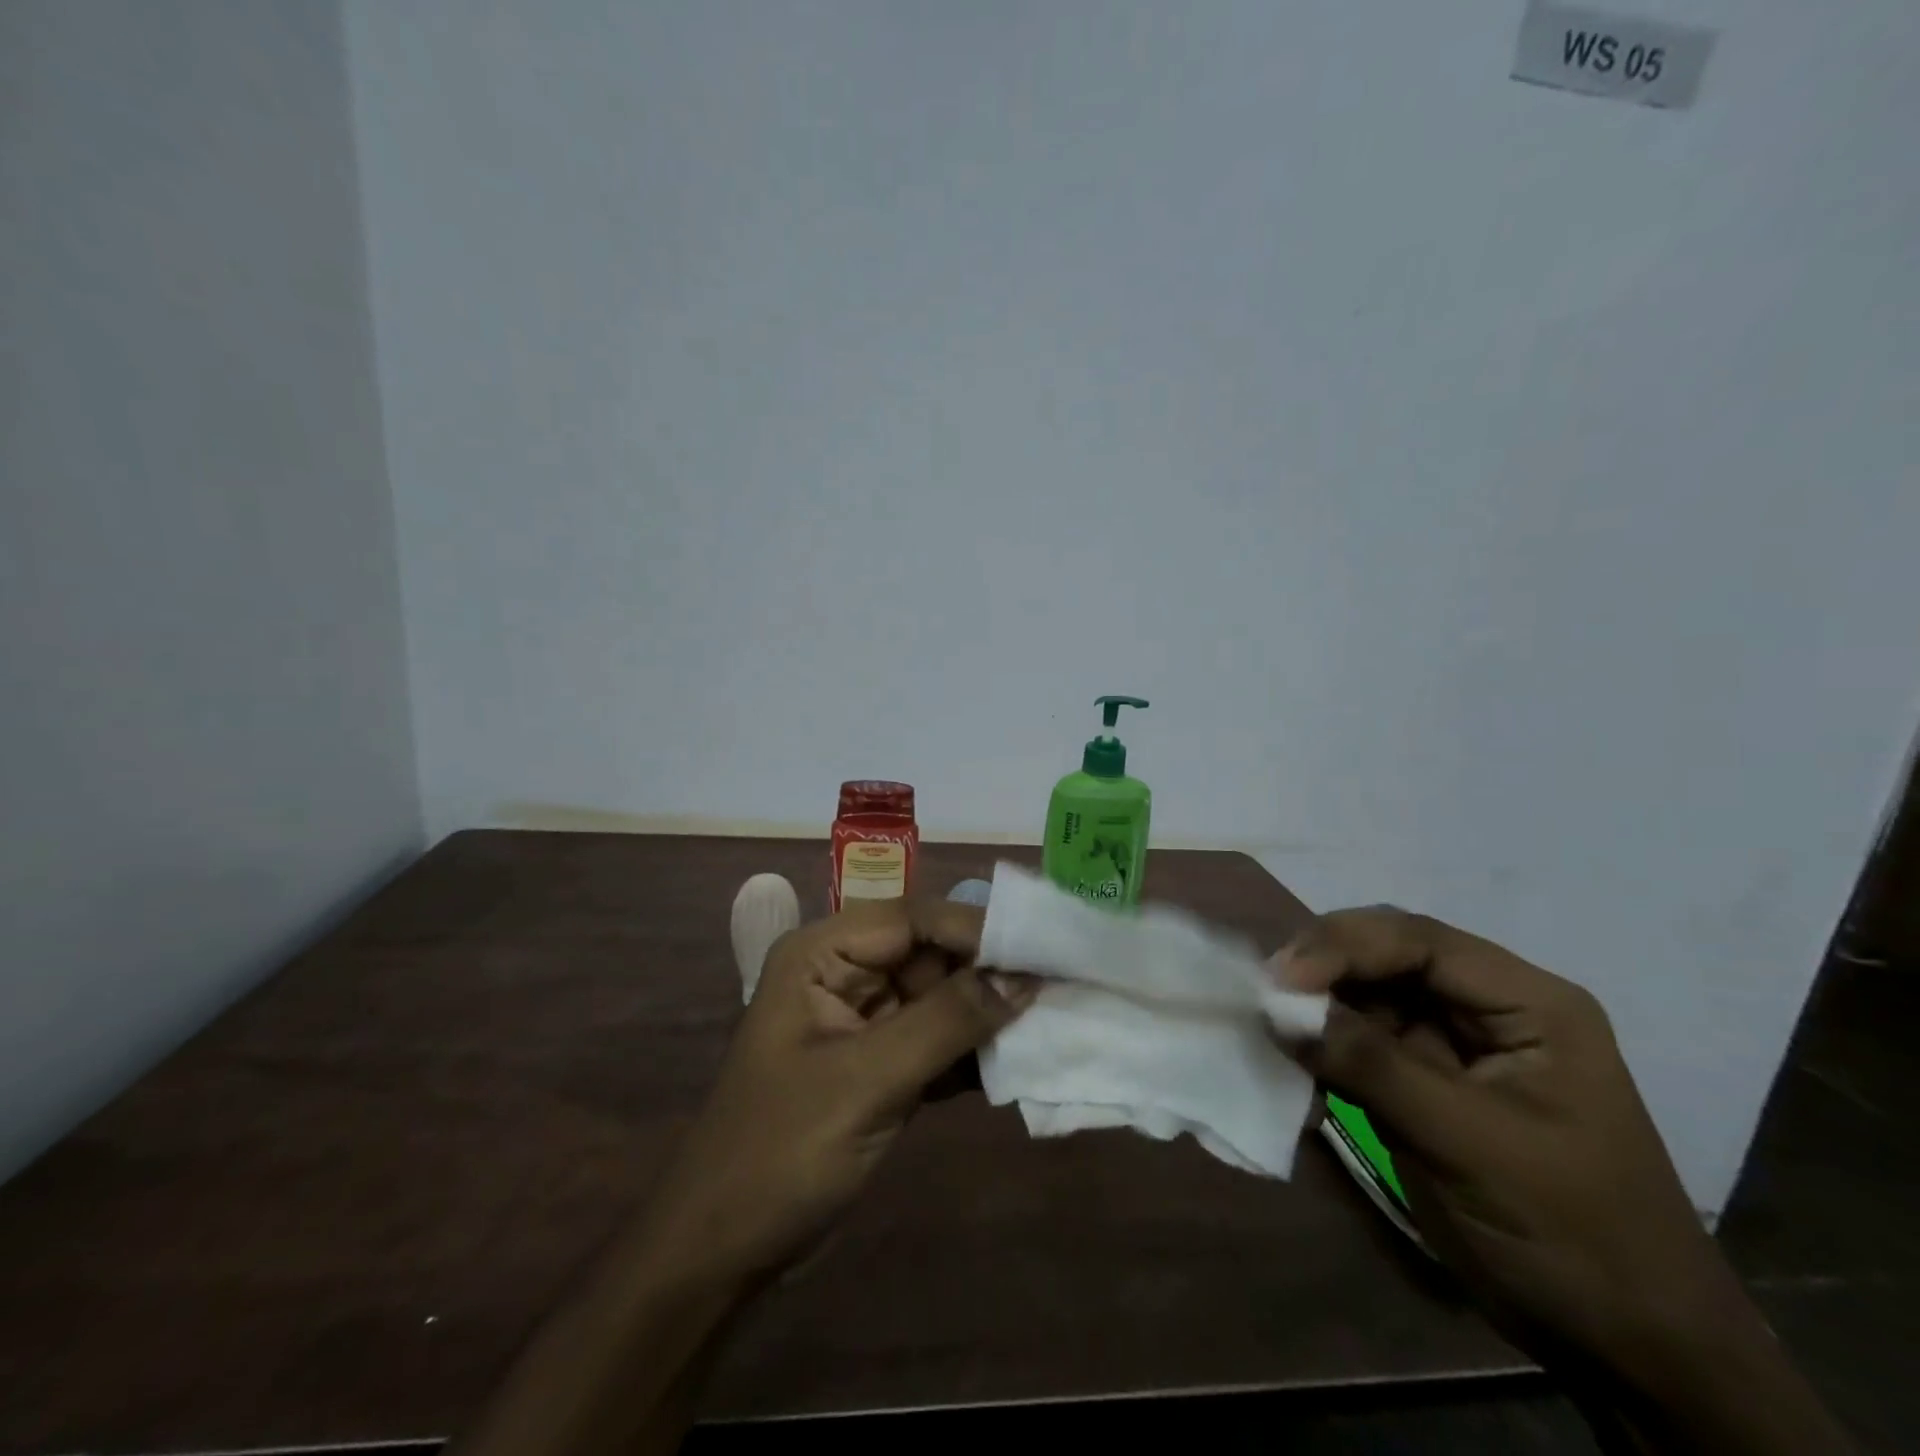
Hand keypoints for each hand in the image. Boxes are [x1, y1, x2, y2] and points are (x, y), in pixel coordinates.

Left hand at [640, 897, 1036, 1282]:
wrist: (723, 1254)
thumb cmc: (781, 1153)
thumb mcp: (867, 1081)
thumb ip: (946, 1023)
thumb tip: (1024, 978)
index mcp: (822, 953)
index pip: (912, 919)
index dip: (976, 930)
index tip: (1042, 951)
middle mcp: (844, 973)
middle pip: (931, 954)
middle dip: (989, 974)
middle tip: (1059, 987)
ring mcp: (864, 1021)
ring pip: (940, 998)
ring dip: (987, 1015)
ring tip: (1051, 1022)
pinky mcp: (880, 1065)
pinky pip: (937, 1041)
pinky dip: (971, 1052)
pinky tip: (1015, 1065)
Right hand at [1276, 908, 1726, 1365]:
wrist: (1628, 1349)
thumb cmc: (1569, 1234)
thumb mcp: (1470, 1144)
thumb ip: (1373, 1065)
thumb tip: (1277, 1007)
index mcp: (1529, 1002)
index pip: (1422, 941)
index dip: (1345, 945)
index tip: (1283, 978)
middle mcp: (1490, 1006)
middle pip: (1391, 954)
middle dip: (1326, 965)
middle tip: (1266, 990)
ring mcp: (1456, 1042)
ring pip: (1369, 992)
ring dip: (1318, 1001)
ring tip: (1270, 1018)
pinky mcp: (1426, 1078)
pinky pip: (1362, 1037)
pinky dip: (1324, 1040)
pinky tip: (1293, 1050)